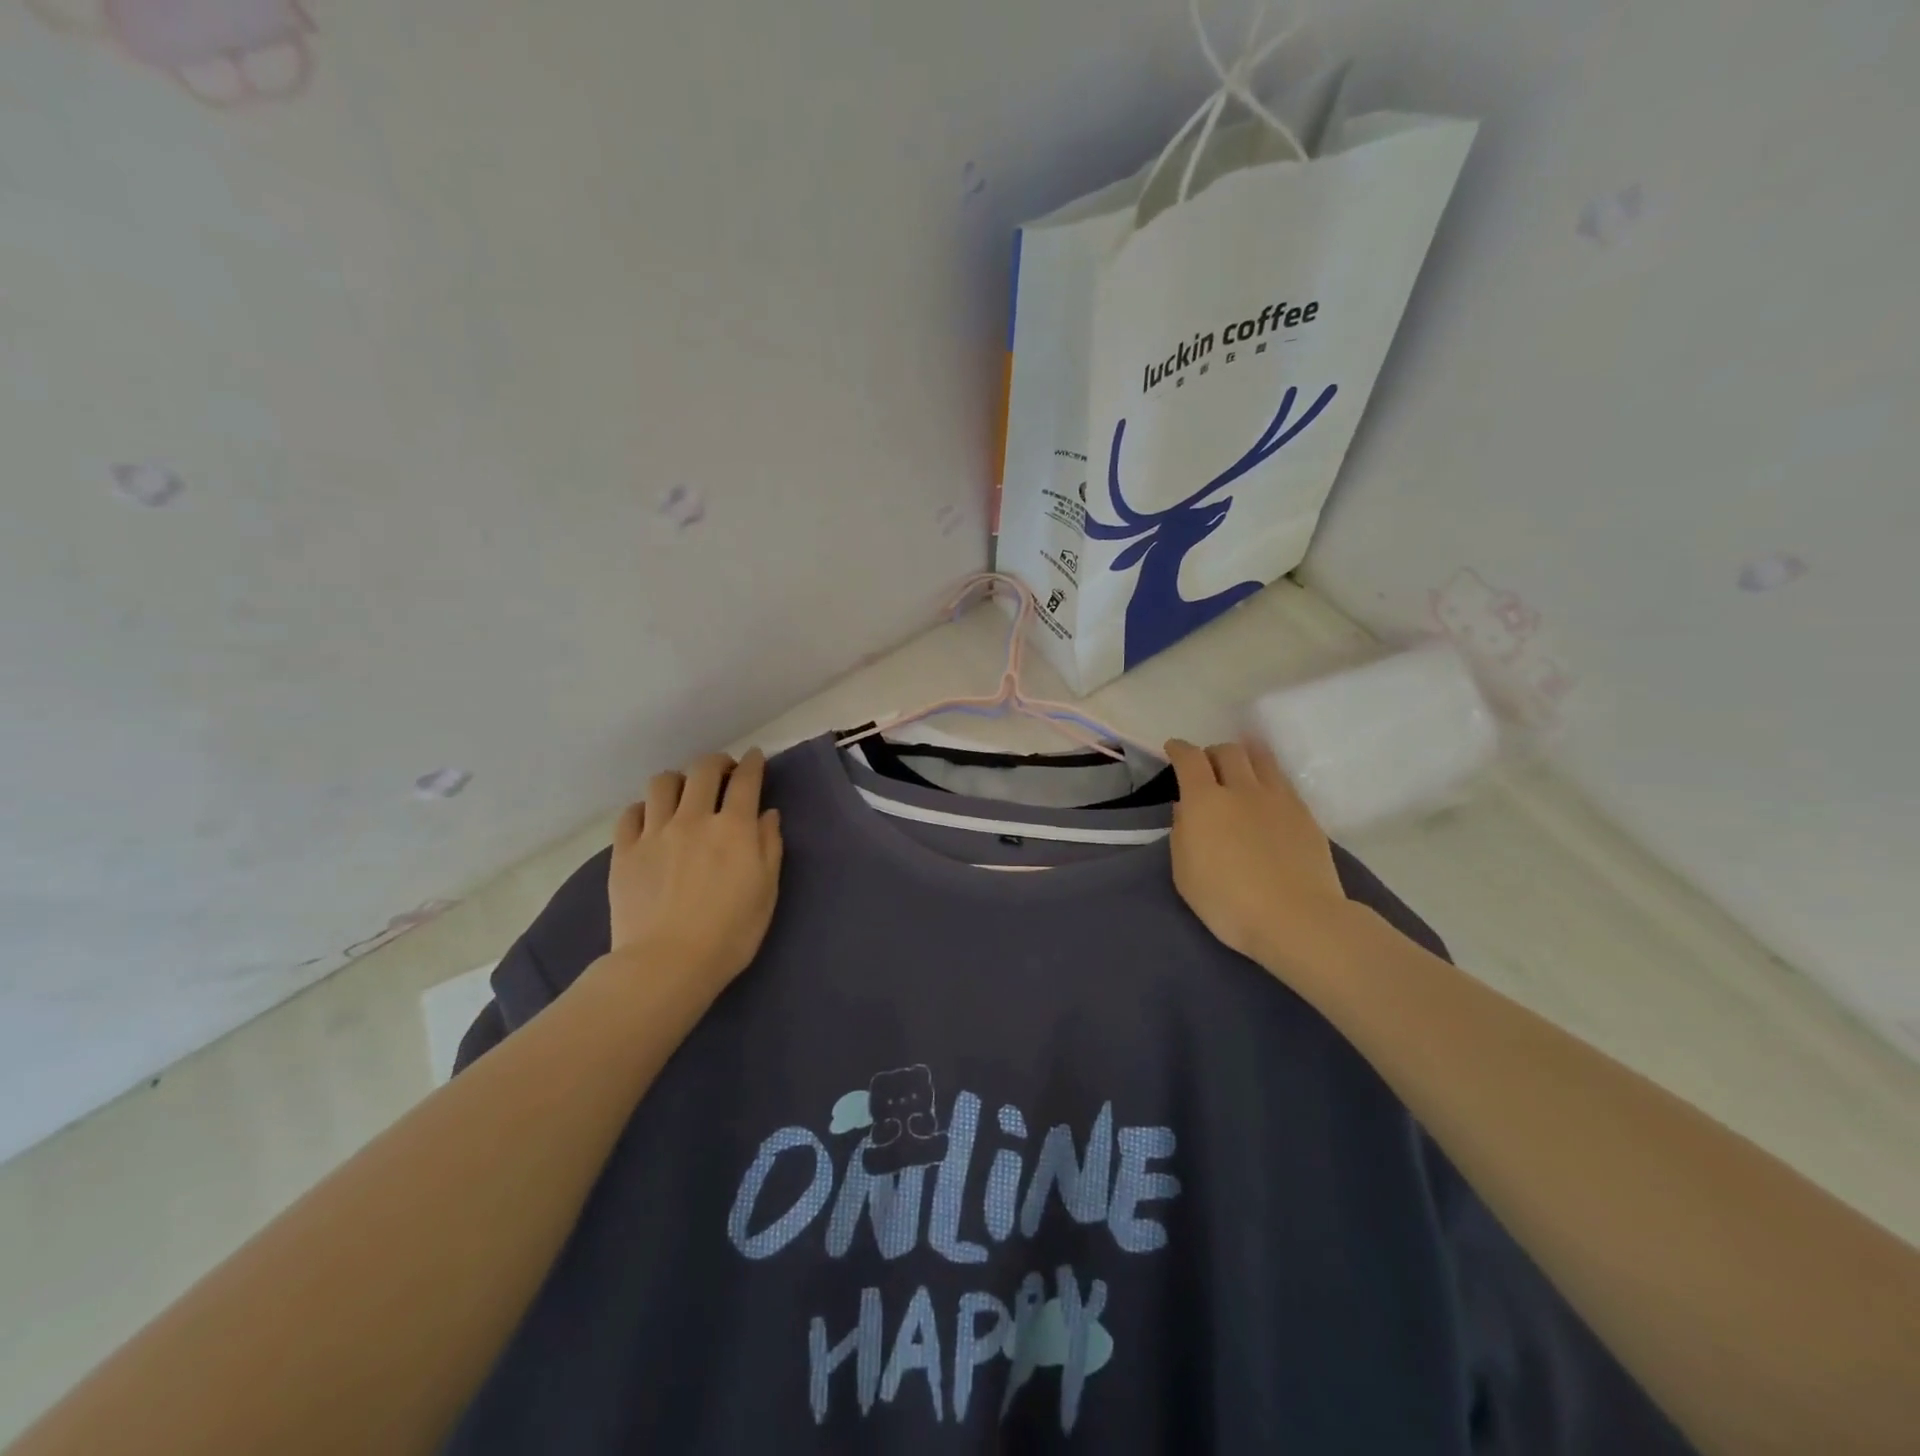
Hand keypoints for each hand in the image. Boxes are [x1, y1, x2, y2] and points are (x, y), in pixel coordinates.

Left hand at [607, 748, 783, 986]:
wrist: (667, 964)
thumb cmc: (730, 934)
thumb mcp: (766, 891)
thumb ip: (769, 846)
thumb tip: (767, 814)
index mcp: (733, 828)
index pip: (746, 780)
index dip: (753, 763)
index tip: (755, 758)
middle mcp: (693, 819)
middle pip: (703, 770)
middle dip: (717, 763)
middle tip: (723, 773)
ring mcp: (654, 832)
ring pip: (662, 783)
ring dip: (678, 780)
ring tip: (683, 793)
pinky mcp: (624, 851)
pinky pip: (630, 813)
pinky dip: (644, 808)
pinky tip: (651, 819)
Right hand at [1164, 738, 1351, 978]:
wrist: (1296, 918)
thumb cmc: (1228, 902)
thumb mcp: (1185, 874)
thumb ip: (1182, 834)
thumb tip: (1187, 810)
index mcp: (1205, 801)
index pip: (1190, 759)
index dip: (1179, 749)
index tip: (1173, 749)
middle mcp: (1242, 789)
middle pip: (1228, 751)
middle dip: (1212, 753)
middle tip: (1207, 766)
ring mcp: (1278, 799)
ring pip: (1261, 759)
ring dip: (1245, 758)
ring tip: (1241, 770)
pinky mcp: (1305, 814)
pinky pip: (1282, 782)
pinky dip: (1268, 779)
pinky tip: (1266, 797)